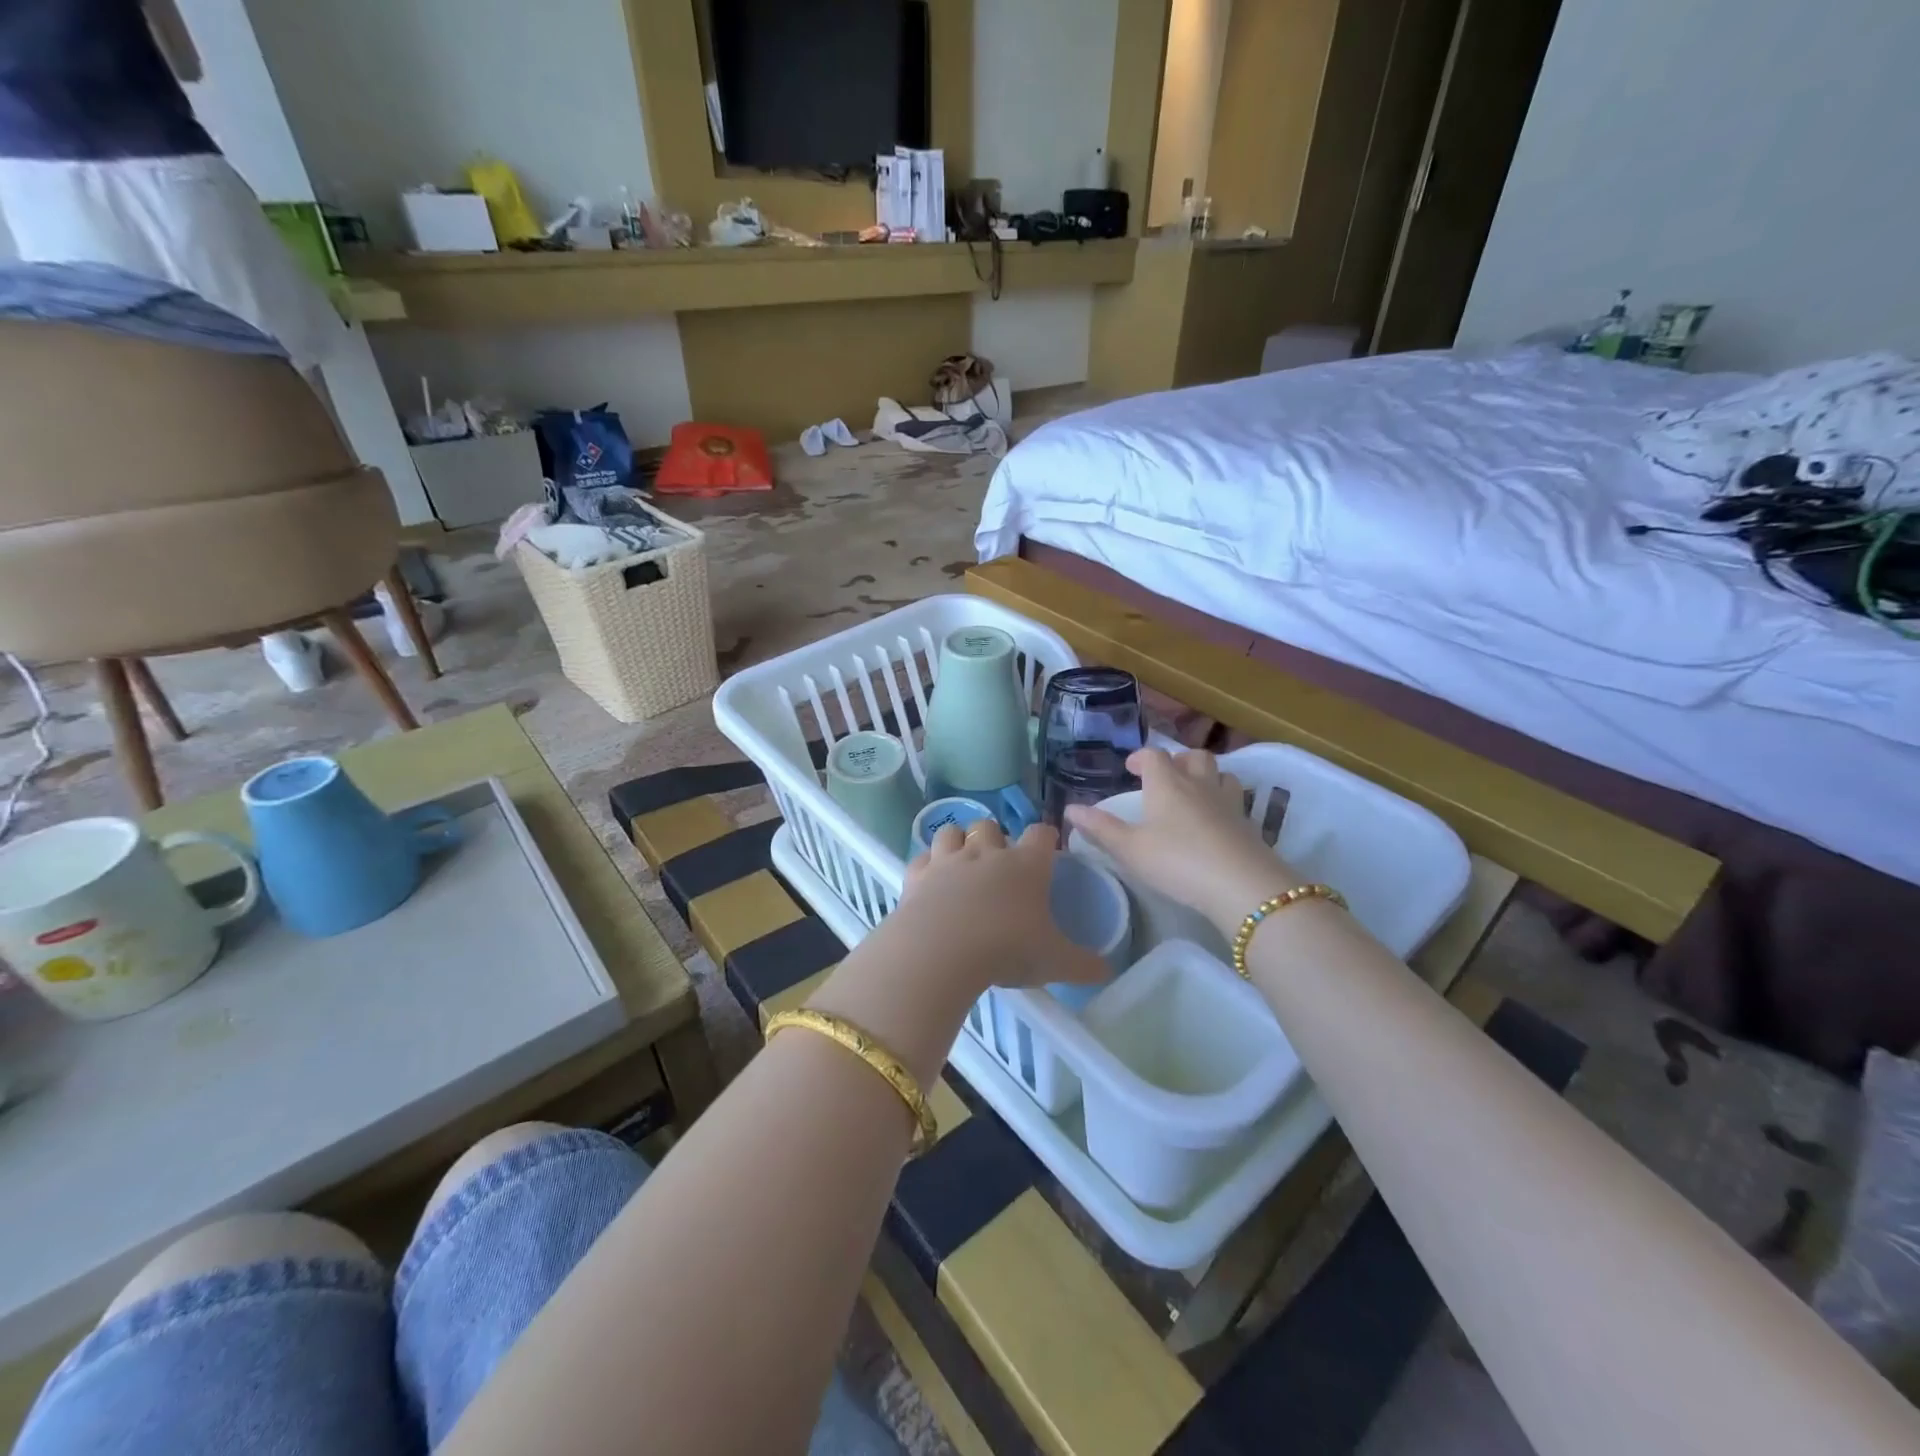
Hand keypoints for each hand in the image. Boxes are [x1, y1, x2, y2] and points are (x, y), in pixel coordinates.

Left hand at [897, 820, 1107, 991]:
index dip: (1046, 839)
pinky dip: (927, 865)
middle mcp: (987, 853)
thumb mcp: (1056, 962)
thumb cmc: (1008, 949)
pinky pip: (922, 858)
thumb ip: (1084, 965)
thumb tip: (1107, 970)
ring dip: (957, 842)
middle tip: (999, 865)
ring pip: (951, 831)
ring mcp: (948, 860)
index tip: (1047, 852)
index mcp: (1026, 865)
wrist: (942, 951)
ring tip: (962, 864)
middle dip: (995, 837)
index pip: (1041, 833)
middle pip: (991, 825)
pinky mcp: (917, 875)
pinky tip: (931, 882)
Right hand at [1065, 748, 1302, 935]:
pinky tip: (1216, 823)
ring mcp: (1229, 803)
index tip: (1131, 769)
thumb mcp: (1130, 849)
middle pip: (1194, 757)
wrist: (1242, 885)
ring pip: (1221, 774)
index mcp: (1168, 784)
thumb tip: (1070, 809)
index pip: (1154, 756)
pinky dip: (1224, 802)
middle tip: (1166, 777)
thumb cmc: (1177, 861)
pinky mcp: (1249, 824)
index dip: (1141, 757)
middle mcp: (1199, 785)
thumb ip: (1100, 829)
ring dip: (1207, 777)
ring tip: (1194, 794)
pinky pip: (1236, 801)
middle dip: (1178, 760)